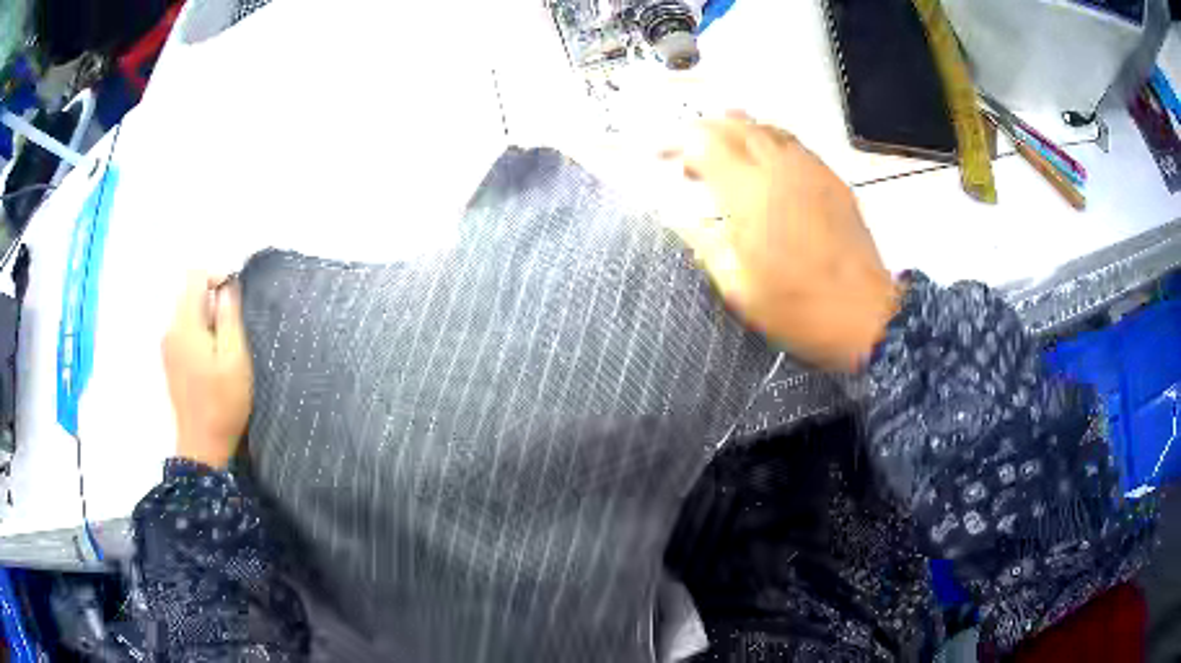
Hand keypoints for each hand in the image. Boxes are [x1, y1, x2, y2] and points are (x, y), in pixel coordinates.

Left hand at [162, 273, 252, 468]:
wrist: (202, 445)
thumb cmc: (223, 402)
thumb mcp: (235, 357)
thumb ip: (229, 317)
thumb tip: (227, 287)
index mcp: (185, 324)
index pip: (195, 276)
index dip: (217, 276)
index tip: (236, 296)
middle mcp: (170, 329)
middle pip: (189, 292)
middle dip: (213, 299)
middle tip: (234, 327)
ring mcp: (167, 345)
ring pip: (187, 311)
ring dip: (206, 317)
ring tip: (225, 345)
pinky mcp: (169, 360)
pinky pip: (183, 329)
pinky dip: (198, 331)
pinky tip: (211, 358)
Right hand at [662, 113, 899, 370]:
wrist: (864, 315)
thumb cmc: (798, 309)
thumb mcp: (738, 288)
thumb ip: (704, 243)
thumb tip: (678, 219)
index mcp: (751, 194)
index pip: (704, 143)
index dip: (677, 143)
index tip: (660, 157)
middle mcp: (780, 169)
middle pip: (735, 125)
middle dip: (703, 132)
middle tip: (689, 158)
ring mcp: (811, 170)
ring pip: (767, 129)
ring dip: (736, 133)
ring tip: (722, 156)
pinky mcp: (833, 179)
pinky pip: (794, 145)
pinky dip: (768, 144)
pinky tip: (765, 167)